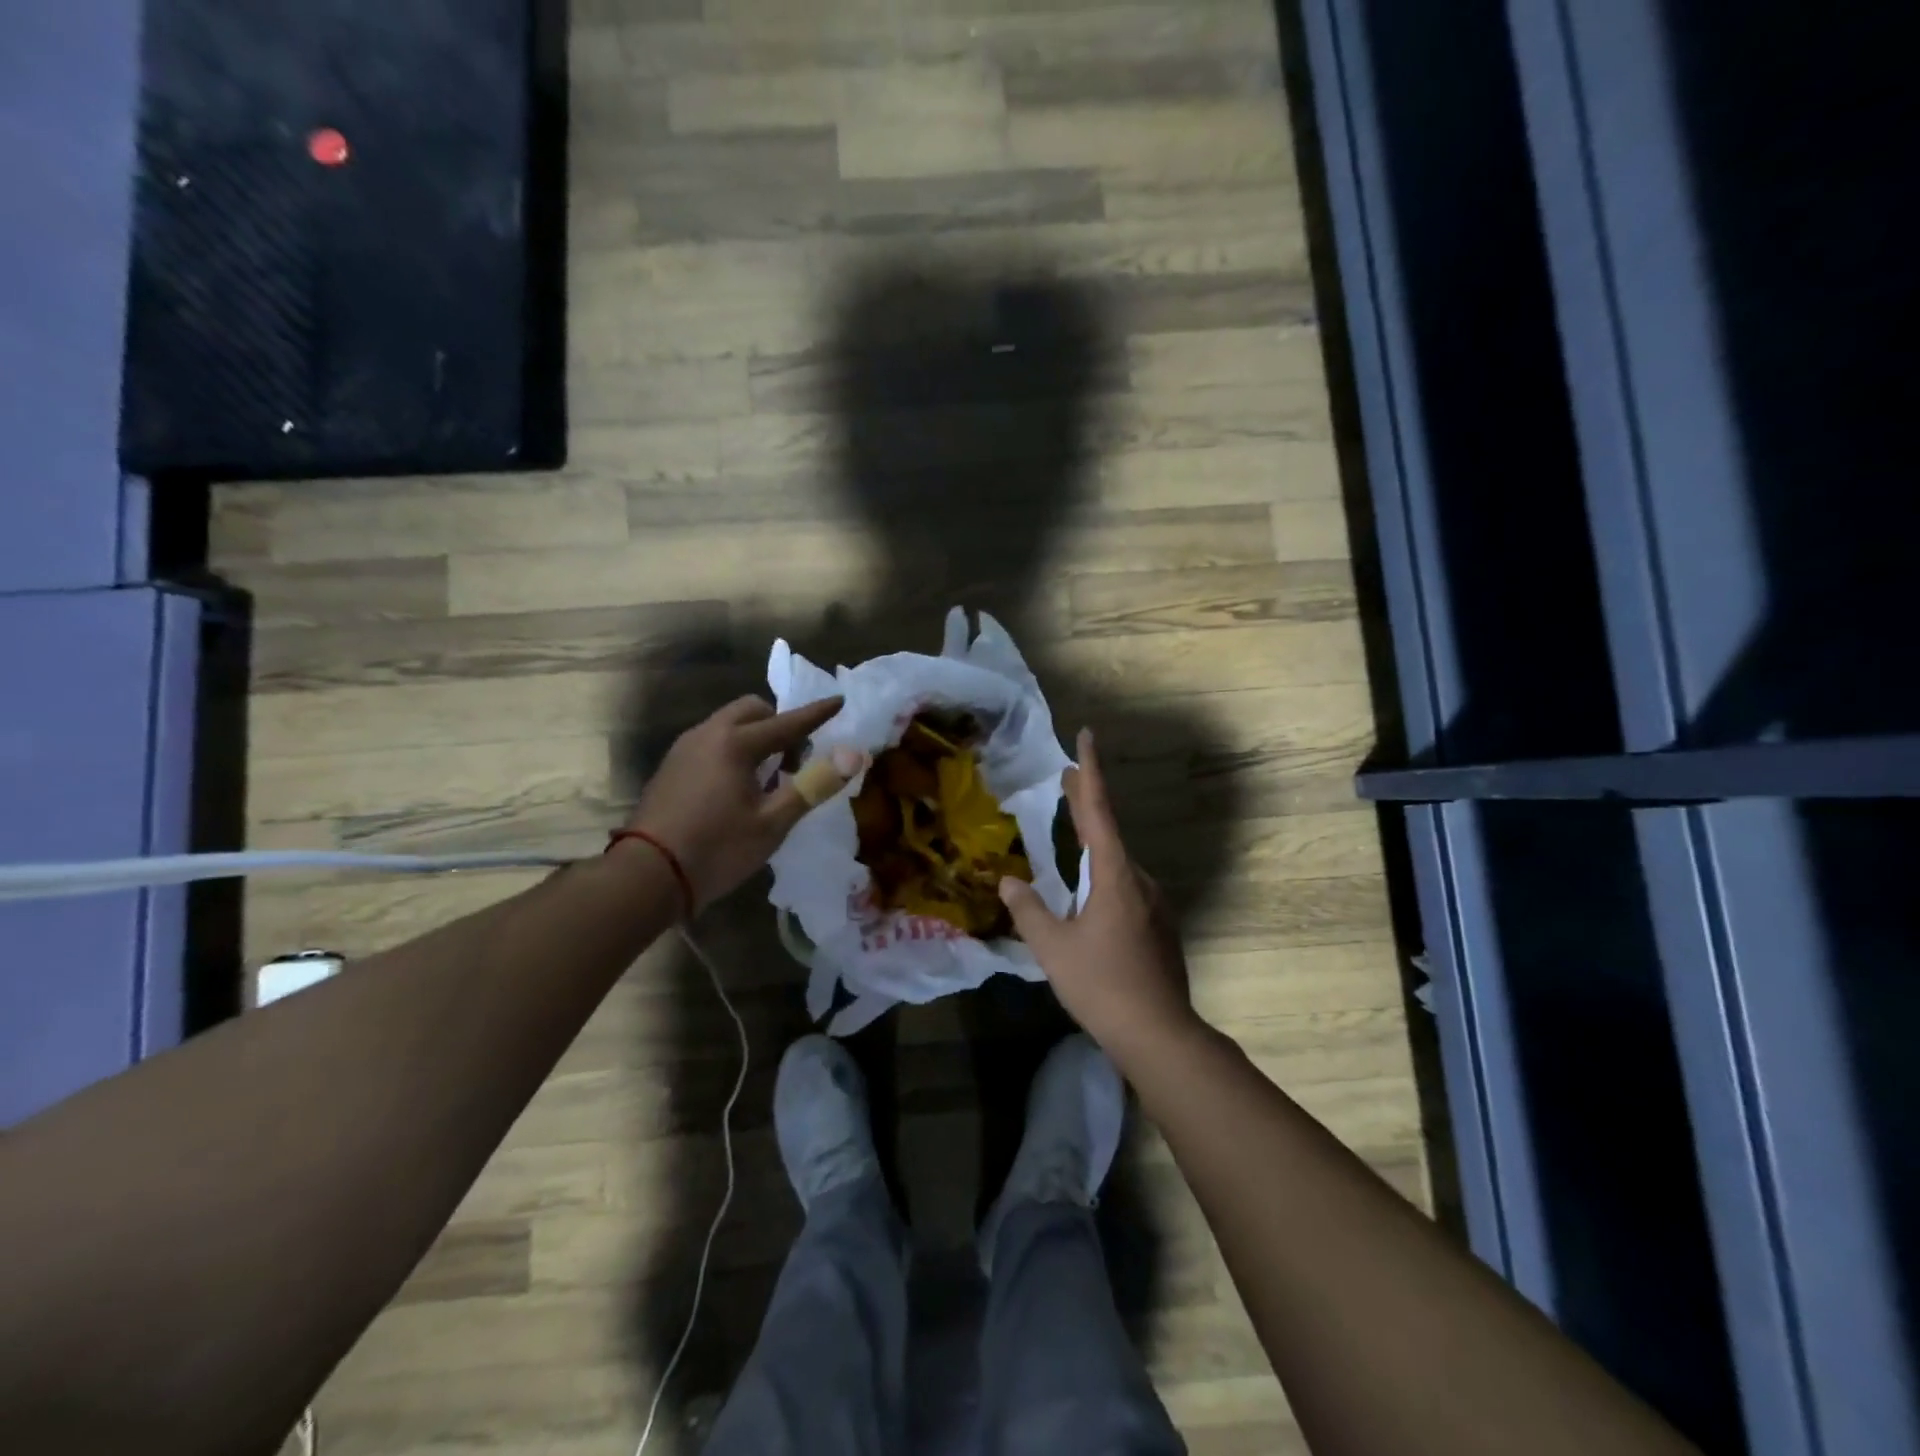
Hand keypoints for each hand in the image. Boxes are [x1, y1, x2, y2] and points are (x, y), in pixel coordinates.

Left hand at [627, 695, 861, 910]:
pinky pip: (711, 741)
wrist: (647, 876)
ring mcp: (684, 748)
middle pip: (752, 710)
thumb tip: (852, 756)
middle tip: (795, 757)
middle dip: (779, 723)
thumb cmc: (717, 849)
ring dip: (754, 736)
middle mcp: (707, 734)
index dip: (817, 714)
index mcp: (735, 743)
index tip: (839, 700)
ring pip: (728, 724)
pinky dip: (732, 748)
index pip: (787, 722)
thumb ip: (814, 785)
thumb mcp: (773, 823)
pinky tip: (737, 785)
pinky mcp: (671, 766)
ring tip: (768, 774)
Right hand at [998, 728, 1200, 1065]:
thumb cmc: (1101, 985)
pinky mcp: (1159, 925)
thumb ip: (1028, 910)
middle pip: (1109, 832)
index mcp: (1115, 876)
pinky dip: (1105, 875)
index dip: (1090, 772)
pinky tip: (1089, 897)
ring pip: (1118, 864)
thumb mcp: (1052, 947)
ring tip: (1070, 834)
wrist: (1159, 1033)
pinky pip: (1127, 888)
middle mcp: (1139, 880)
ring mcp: (1154, 903)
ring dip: (1094, 845)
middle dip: (1087, 802)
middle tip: (1067, 777)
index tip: (1087, 736)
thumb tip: (1008, 882)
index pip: (1098, 812)